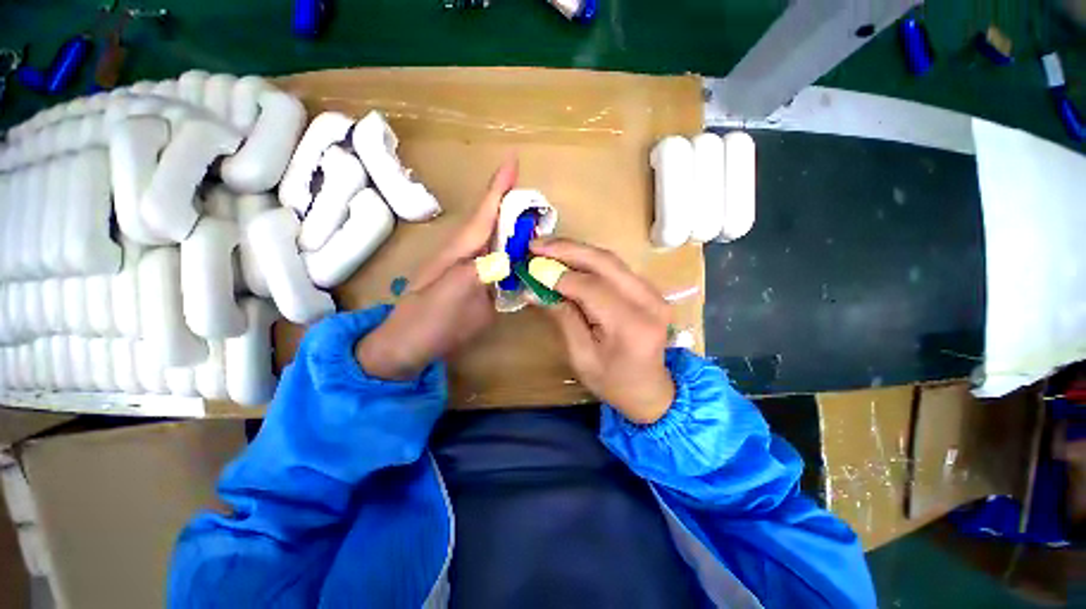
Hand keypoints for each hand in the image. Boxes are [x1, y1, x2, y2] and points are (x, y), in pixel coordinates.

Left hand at [356, 158, 517, 379]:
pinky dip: (515, 254)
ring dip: (517, 227)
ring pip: (497, 241)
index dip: (499, 188)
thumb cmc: (426, 322)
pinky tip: (527, 255)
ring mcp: (473, 271)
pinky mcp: (478, 287)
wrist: (409, 346)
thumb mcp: (449, 298)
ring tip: (538, 220)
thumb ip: (476, 274)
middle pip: (493, 222)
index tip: (513, 160)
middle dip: (514, 204)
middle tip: (539, 198)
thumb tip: (506, 257)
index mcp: (460, 251)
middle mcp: (468, 255)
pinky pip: (501, 263)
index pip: (484, 213)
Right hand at [531, 238, 674, 423]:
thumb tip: (533, 289)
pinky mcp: (650, 290)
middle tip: (535, 244)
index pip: (591, 288)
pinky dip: (589, 260)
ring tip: (547, 248)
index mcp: (631, 325)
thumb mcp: (581, 356)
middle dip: (567, 249)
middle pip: (605, 262)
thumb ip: (562, 317)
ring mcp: (654, 293)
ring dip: (577, 250)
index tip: (531, 269)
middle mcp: (649, 302)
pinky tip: (569, 259)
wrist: (651, 391)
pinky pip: (616, 267)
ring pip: (611, 259)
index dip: (558, 276)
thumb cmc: (613, 382)